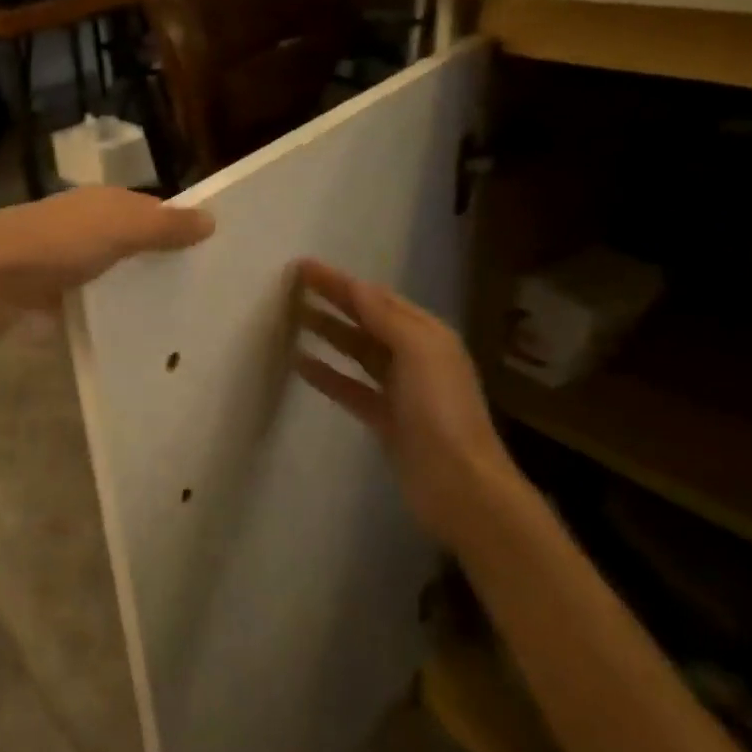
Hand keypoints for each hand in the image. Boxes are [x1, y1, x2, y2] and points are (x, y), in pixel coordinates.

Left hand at [0, 188, 214, 320]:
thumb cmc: (57, 243)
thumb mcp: (118, 228)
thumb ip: (163, 225)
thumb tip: (211, 219)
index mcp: (104, 201)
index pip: (152, 210)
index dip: (179, 228)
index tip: (210, 257)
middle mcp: (85, 222)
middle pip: (132, 241)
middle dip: (158, 261)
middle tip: (197, 293)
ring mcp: (64, 257)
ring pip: (111, 270)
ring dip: (132, 287)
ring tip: (171, 317)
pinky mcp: (49, 289)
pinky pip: (89, 297)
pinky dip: (106, 308)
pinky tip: (127, 329)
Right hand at [294, 258, 522, 548]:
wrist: (459, 485)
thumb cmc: (441, 412)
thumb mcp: (419, 353)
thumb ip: (386, 319)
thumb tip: (357, 287)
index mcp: (427, 335)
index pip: (377, 299)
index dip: (341, 282)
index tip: (304, 267)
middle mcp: (415, 357)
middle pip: (366, 321)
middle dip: (332, 302)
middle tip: (291, 287)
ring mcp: (399, 389)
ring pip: (356, 352)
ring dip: (327, 333)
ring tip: (293, 319)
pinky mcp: (385, 419)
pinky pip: (349, 387)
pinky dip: (326, 374)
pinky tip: (300, 365)